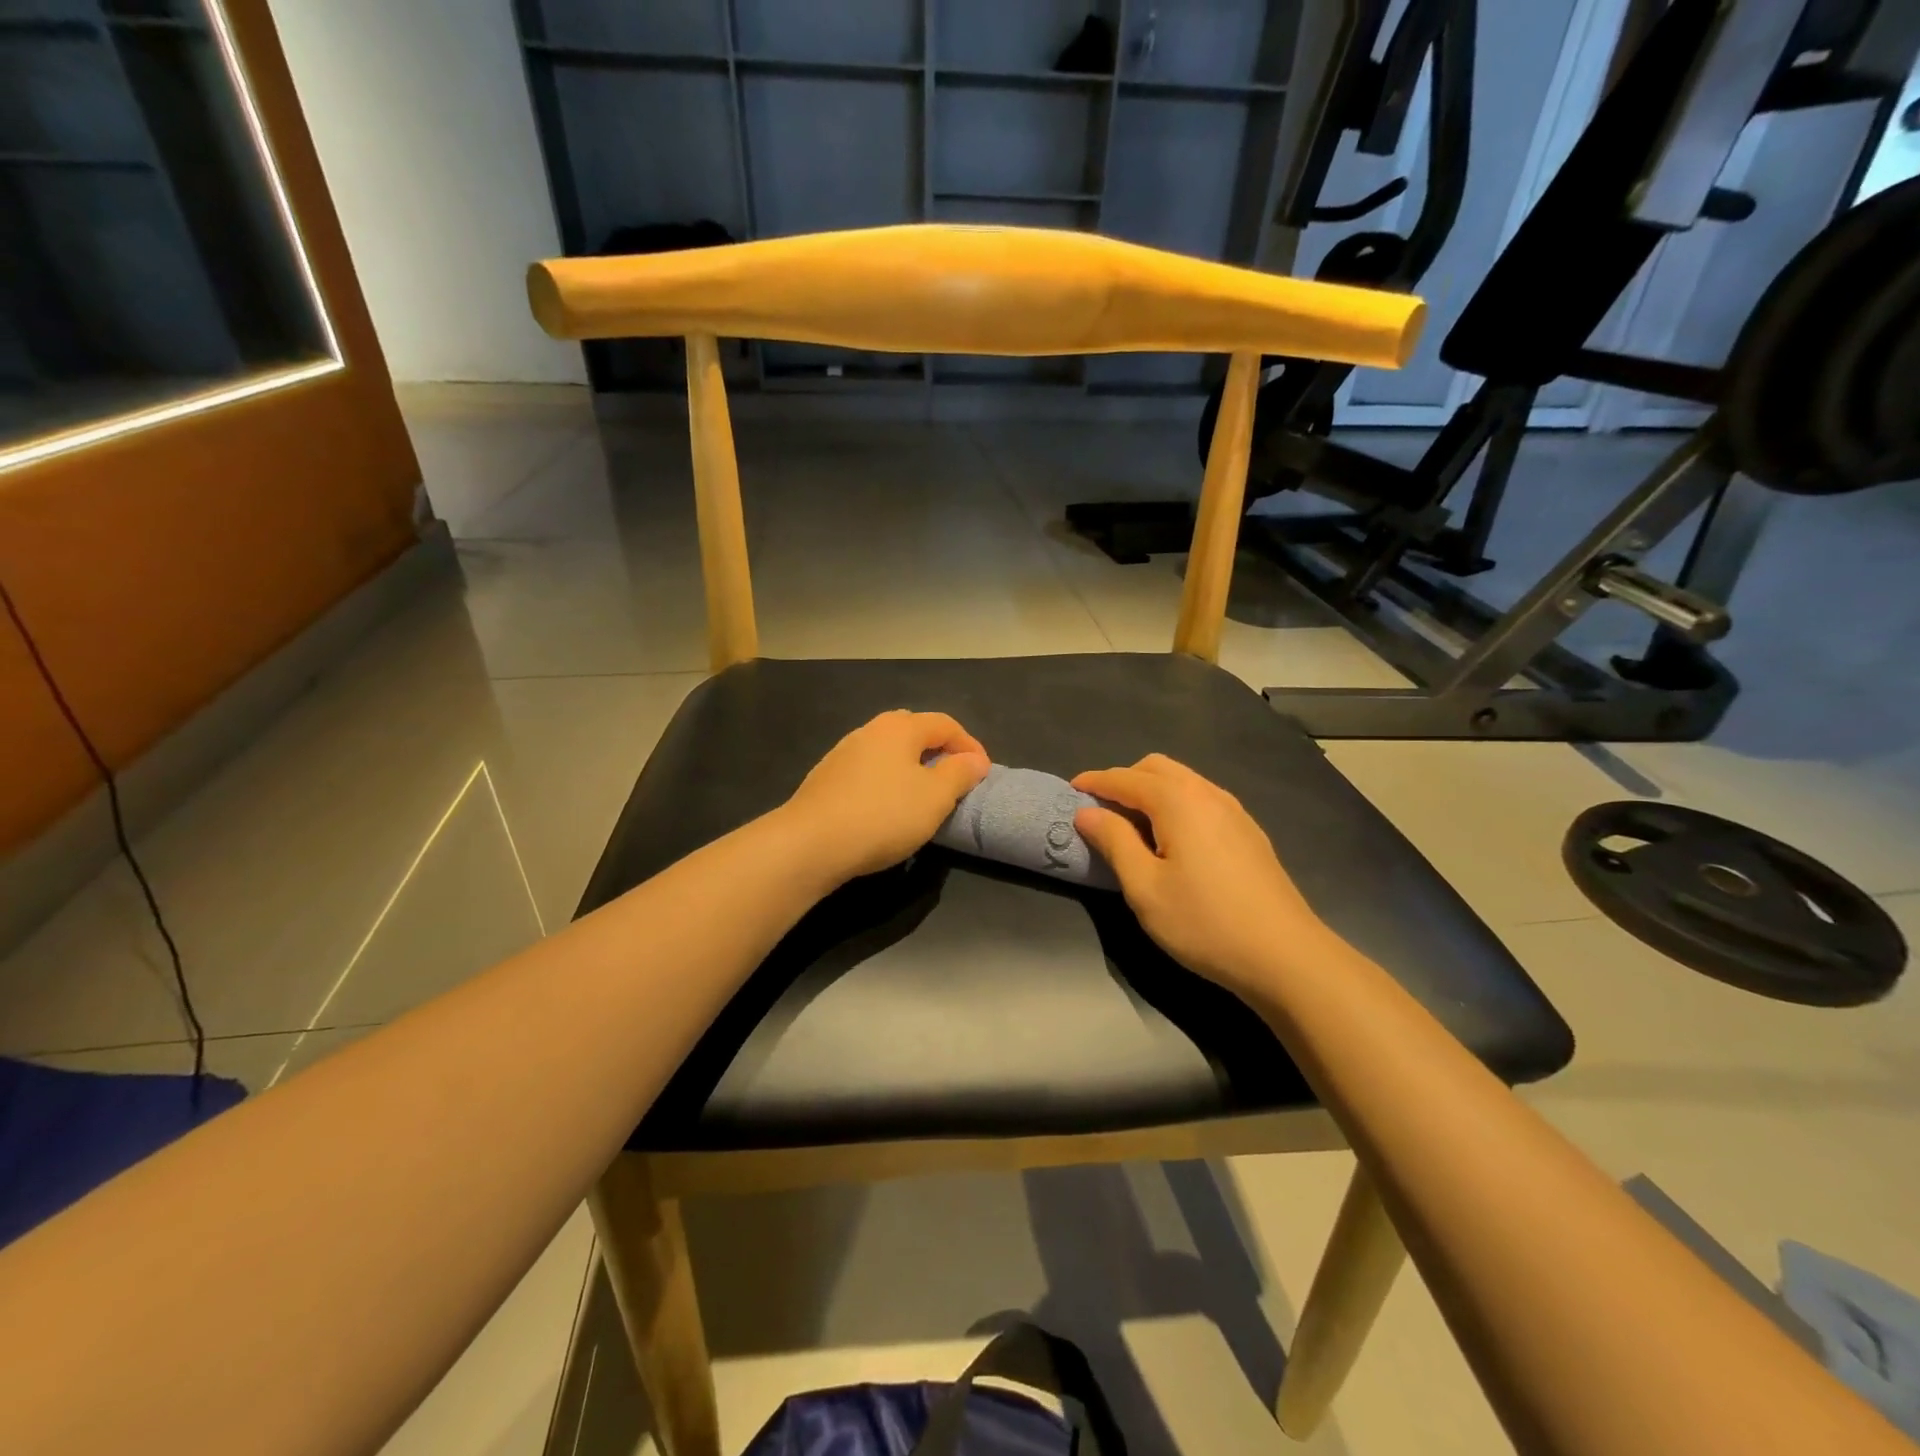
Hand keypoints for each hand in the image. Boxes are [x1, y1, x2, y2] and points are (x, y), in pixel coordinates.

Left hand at [782, 711, 990, 881]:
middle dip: (939, 751)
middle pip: (914, 731)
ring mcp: (843, 752)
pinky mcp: (826, 778)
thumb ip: (959, 774)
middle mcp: (870, 730)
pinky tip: (886, 809)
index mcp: (900, 727)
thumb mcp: (935, 797)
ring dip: (911, 768)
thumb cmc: (883, 815)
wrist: (811, 843)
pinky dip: (887, 782)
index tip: (982, 774)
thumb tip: (974, 759)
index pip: (946, 724)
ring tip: (923, 797)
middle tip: (953, 780)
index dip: (970, 746)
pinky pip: (868, 771)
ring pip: (889, 752)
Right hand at [1073, 755, 1330, 999]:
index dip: (1095, 782)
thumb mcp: (1145, 887)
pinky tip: (1171, 838)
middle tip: (1100, 809)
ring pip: (1183, 781)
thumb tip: (1087, 813)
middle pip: (1156, 768)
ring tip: (1131, 823)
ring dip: (1151, 790)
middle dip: (1124, 780)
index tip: (1070, 791)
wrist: (1285, 955)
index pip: (1125, 779)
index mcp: (1178, 801)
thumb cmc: (1204, 922)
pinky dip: (1175, 804)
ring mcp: (1234, 811)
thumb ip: (1114, 842)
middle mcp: (1207, 793)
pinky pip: (1202, 799)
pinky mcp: (1248, 832)